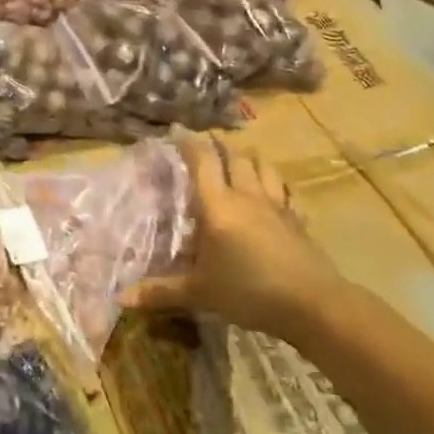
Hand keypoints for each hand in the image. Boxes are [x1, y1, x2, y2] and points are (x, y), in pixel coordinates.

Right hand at [124, 129, 343, 342]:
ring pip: (263, 168)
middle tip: (208, 143)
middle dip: (220, 146)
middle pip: (234, 157)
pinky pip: (285, 194)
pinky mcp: (297, 221)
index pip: (202, 161)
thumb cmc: (248, 291)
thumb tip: (121, 298)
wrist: (312, 303)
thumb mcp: (200, 293)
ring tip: (242, 159)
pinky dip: (276, 187)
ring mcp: (276, 206)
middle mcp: (246, 196)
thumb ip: (161, 292)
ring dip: (250, 159)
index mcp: (218, 205)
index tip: (178, 130)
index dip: (189, 142)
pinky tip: (275, 197)